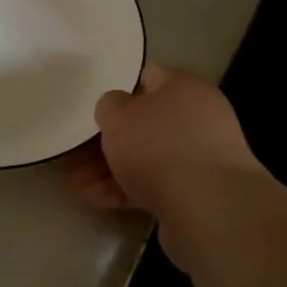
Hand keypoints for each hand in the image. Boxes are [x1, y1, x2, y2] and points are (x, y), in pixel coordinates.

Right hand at [66, 65, 260, 216]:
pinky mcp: (199, 194)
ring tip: (76, 183)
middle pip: (146, 123)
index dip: (118, 89)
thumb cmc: (160, 147)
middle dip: (110, 140)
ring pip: (147, 157)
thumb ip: (110, 106)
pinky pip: (156, 185)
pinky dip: (126, 191)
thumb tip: (117, 109)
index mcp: (185, 88)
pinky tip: (95, 200)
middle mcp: (199, 118)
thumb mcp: (118, 115)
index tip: (93, 107)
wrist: (209, 209)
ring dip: (111, 169)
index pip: (148, 77)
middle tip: (77, 151)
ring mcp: (201, 158)